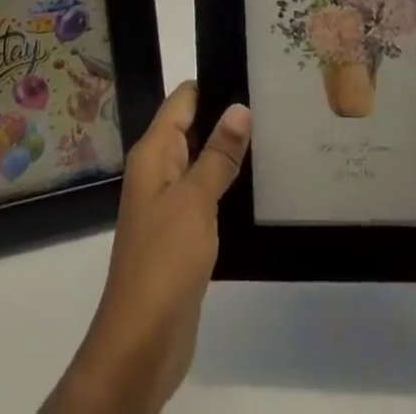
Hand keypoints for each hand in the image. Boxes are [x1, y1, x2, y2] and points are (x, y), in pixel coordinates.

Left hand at [42, 83, 251, 413]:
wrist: (141, 342)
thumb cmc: (164, 259)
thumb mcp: (195, 200)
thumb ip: (218, 154)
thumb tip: (240, 106)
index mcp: (154, 152)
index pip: (183, 100)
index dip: (214, 84)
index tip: (252, 72)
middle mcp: (158, 170)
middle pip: (193, 127)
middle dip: (227, 117)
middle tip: (274, 104)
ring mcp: (168, 203)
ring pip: (202, 162)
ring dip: (230, 154)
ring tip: (274, 136)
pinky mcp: (181, 234)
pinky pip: (205, 195)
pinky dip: (227, 187)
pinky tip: (257, 186)